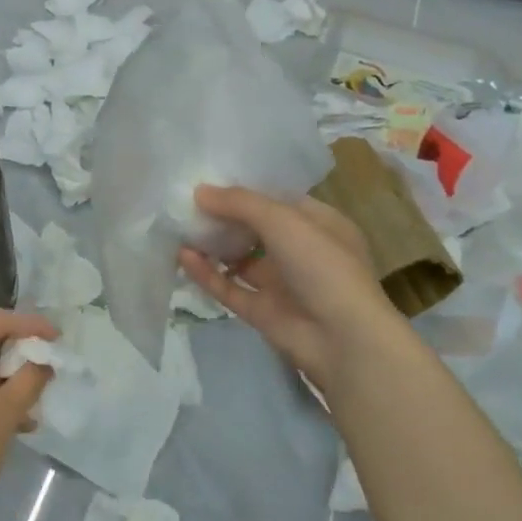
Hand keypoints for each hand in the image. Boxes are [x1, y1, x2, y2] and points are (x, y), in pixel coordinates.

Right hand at [178, 185, 397, 389]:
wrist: (343, 340)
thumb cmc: (323, 266)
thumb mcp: (284, 221)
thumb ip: (240, 203)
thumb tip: (199, 191)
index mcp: (319, 224)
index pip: (278, 200)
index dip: (245, 191)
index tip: (209, 180)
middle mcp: (301, 252)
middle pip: (255, 229)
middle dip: (223, 217)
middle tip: (186, 203)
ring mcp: (281, 284)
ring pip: (239, 260)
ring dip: (212, 245)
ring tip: (178, 228)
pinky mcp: (262, 311)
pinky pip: (229, 288)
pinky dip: (206, 273)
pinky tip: (182, 257)